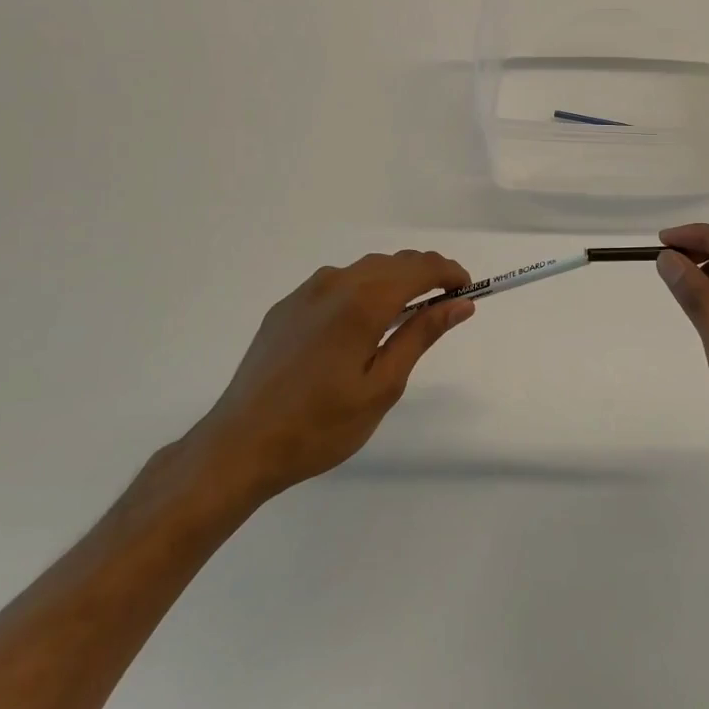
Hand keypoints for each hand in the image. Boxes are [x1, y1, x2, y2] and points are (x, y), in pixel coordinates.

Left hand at [186, 251, 475, 503]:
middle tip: (446, 305)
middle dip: (426, 274)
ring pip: (363, 270)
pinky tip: (362, 324)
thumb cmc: (321, 425)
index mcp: (361, 302)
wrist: (240, 445)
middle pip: (392, 263)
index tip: (467, 292)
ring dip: (394, 281)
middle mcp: (333, 285)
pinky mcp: (285, 308)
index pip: (419, 268)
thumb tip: (460, 304)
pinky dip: (363, 291)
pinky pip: (336, 285)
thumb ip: (421, 336)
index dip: (449, 273)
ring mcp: (304, 294)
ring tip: (408, 315)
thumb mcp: (383, 386)